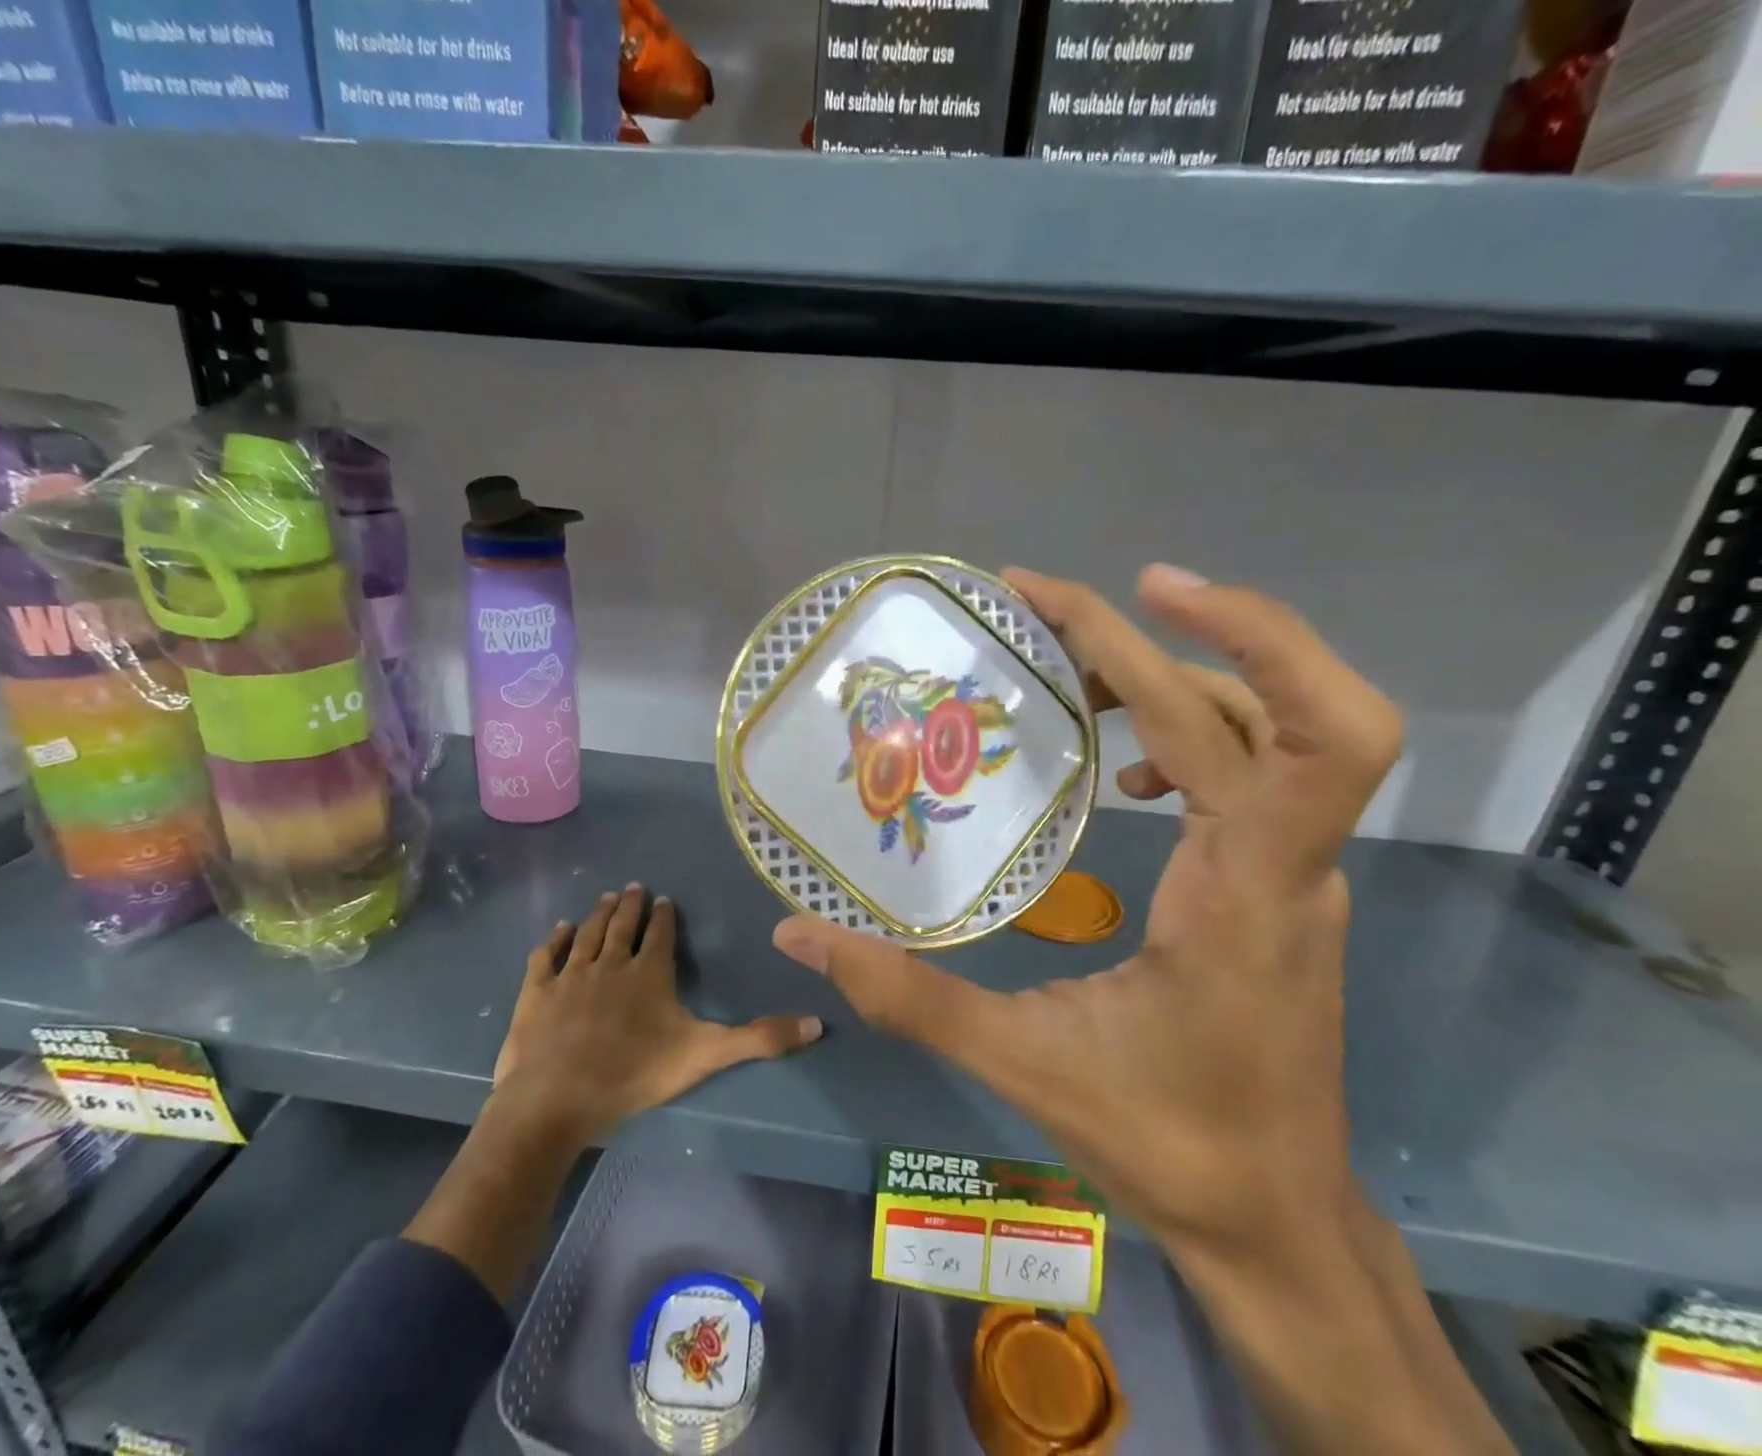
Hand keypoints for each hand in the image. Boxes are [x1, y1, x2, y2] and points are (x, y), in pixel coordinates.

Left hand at [493, 884, 822, 1146]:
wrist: (556, 1099)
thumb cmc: (634, 1074)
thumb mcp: (705, 1055)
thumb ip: (760, 1039)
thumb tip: (817, 1024)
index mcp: (649, 972)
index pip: (660, 934)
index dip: (664, 916)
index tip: (664, 899)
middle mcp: (610, 963)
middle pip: (622, 924)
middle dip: (631, 904)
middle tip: (635, 886)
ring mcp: (571, 975)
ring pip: (588, 933)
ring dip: (599, 913)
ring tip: (608, 896)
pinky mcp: (537, 992)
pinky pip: (547, 956)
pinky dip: (554, 940)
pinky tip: (559, 929)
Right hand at [772, 564, 1401, 1258]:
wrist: (1276, 1221)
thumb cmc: (1167, 1144)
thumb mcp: (1024, 1066)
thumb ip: (906, 996)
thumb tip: (799, 933)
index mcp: (1244, 891)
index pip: (1279, 733)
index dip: (1233, 637)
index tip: (1136, 587)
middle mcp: (1288, 863)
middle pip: (1275, 704)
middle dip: (1181, 628)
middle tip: (1056, 605)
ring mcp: (1294, 871)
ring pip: (1262, 731)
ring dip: (1173, 675)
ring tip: (1070, 669)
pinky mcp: (1277, 884)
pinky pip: (1248, 774)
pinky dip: (1182, 736)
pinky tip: (1119, 772)